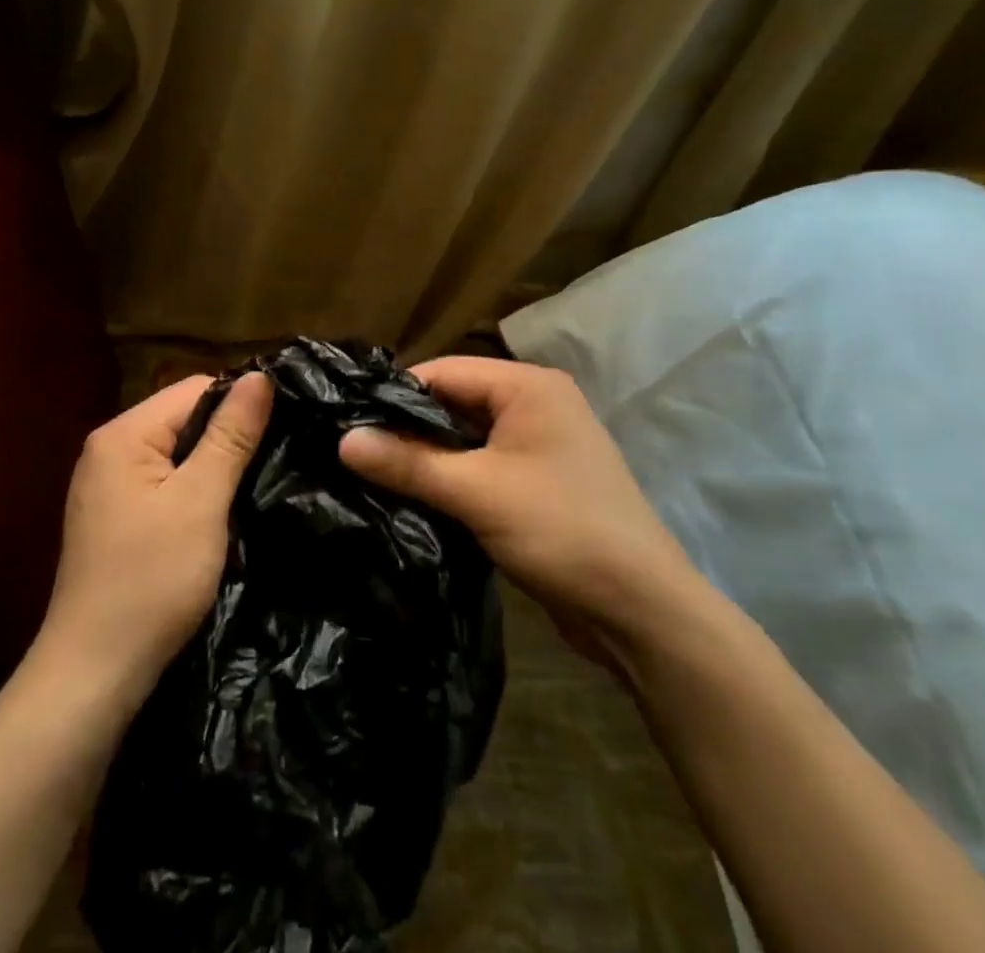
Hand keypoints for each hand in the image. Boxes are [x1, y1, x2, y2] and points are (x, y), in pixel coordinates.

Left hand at [38, 372, 274, 698]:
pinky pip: (162, 483)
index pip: (193, 389)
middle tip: (272, 461)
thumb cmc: (151, 580)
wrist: (94, 672)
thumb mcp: (201, 502)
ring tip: (253, 485)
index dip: (239, 402)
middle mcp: (108, 449)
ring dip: (213, 466)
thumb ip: (230, 436)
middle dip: (227, 436)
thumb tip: (261, 376)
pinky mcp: (114, 517)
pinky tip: (218, 513)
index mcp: (123, 434)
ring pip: (176, 453)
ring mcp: (107, 485)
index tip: (282, 427)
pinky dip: (193, 491)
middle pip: (182, 418)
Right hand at [339, 357, 702, 668]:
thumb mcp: (476, 492)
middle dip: (409, 427)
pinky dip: (452, 476)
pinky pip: (483, 464)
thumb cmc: (561, 530)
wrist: (642, 611)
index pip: (444, 372)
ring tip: (376, 473)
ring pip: (466, 437)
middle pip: (454, 402)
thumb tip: (343, 440)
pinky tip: (416, 495)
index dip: (395, 395)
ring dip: (428, 456)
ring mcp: (541, 444)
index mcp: (529, 386)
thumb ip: (407, 463)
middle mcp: (537, 404)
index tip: (349, 421)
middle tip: (356, 450)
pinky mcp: (540, 481)